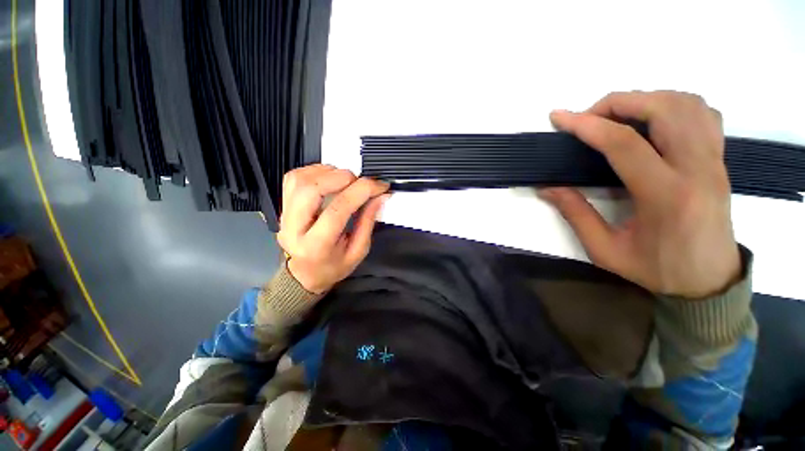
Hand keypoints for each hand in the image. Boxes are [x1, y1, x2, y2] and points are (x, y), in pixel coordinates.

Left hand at [277, 164, 389, 293]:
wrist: (303, 275)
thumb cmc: (333, 267)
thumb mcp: (358, 251)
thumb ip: (368, 222)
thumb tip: (380, 196)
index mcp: (317, 245)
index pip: (338, 209)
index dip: (362, 191)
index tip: (380, 186)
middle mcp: (294, 228)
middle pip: (312, 189)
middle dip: (341, 177)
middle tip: (360, 181)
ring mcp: (284, 215)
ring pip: (299, 180)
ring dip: (327, 172)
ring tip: (346, 179)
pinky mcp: (282, 206)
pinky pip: (293, 178)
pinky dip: (314, 171)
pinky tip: (330, 177)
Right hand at [542, 91, 740, 298]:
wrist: (709, 282)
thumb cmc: (657, 270)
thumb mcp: (605, 250)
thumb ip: (575, 214)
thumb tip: (547, 188)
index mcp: (666, 196)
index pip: (624, 144)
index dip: (587, 125)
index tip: (559, 118)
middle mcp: (697, 169)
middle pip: (663, 109)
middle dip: (617, 103)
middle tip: (588, 117)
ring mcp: (714, 161)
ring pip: (686, 104)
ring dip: (645, 99)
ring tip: (616, 116)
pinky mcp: (719, 160)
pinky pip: (702, 114)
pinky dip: (673, 104)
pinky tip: (652, 120)